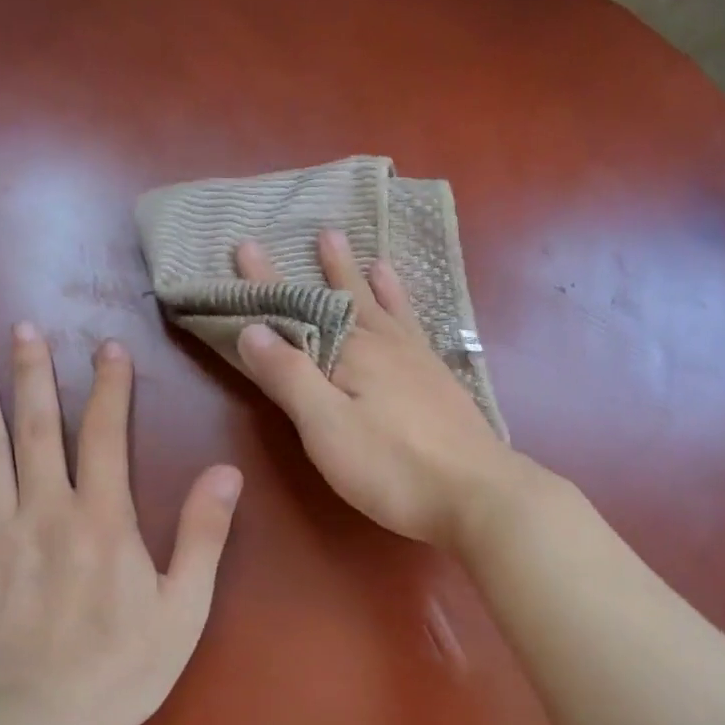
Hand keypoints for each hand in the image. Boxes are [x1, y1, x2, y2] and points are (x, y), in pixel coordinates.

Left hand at [0, 325, 242, 724]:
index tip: (107, 349)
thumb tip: (227, 471)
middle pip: (37, 429)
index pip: (106, 435)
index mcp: (101, 520)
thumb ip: (203, 535)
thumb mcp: (183, 608)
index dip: (109, 388)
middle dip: (33, 375)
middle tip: (24, 328)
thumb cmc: (118, 671)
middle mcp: (43, 511)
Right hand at [234, 230, 521, 548]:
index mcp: (353, 352)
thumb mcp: (327, 426)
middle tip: (326, 231)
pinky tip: (413, 319)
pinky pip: (418, 331)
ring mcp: (420, 363)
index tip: (247, 244)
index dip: (267, 281)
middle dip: (332, 268)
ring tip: (374, 258)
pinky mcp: (442, 384)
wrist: (478, 494)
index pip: (299, 308)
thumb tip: (252, 327)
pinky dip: (410, 315)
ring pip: (391, 311)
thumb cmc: (393, 466)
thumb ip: (290, 376)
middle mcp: (387, 345)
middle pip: (351, 299)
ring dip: (376, 283)